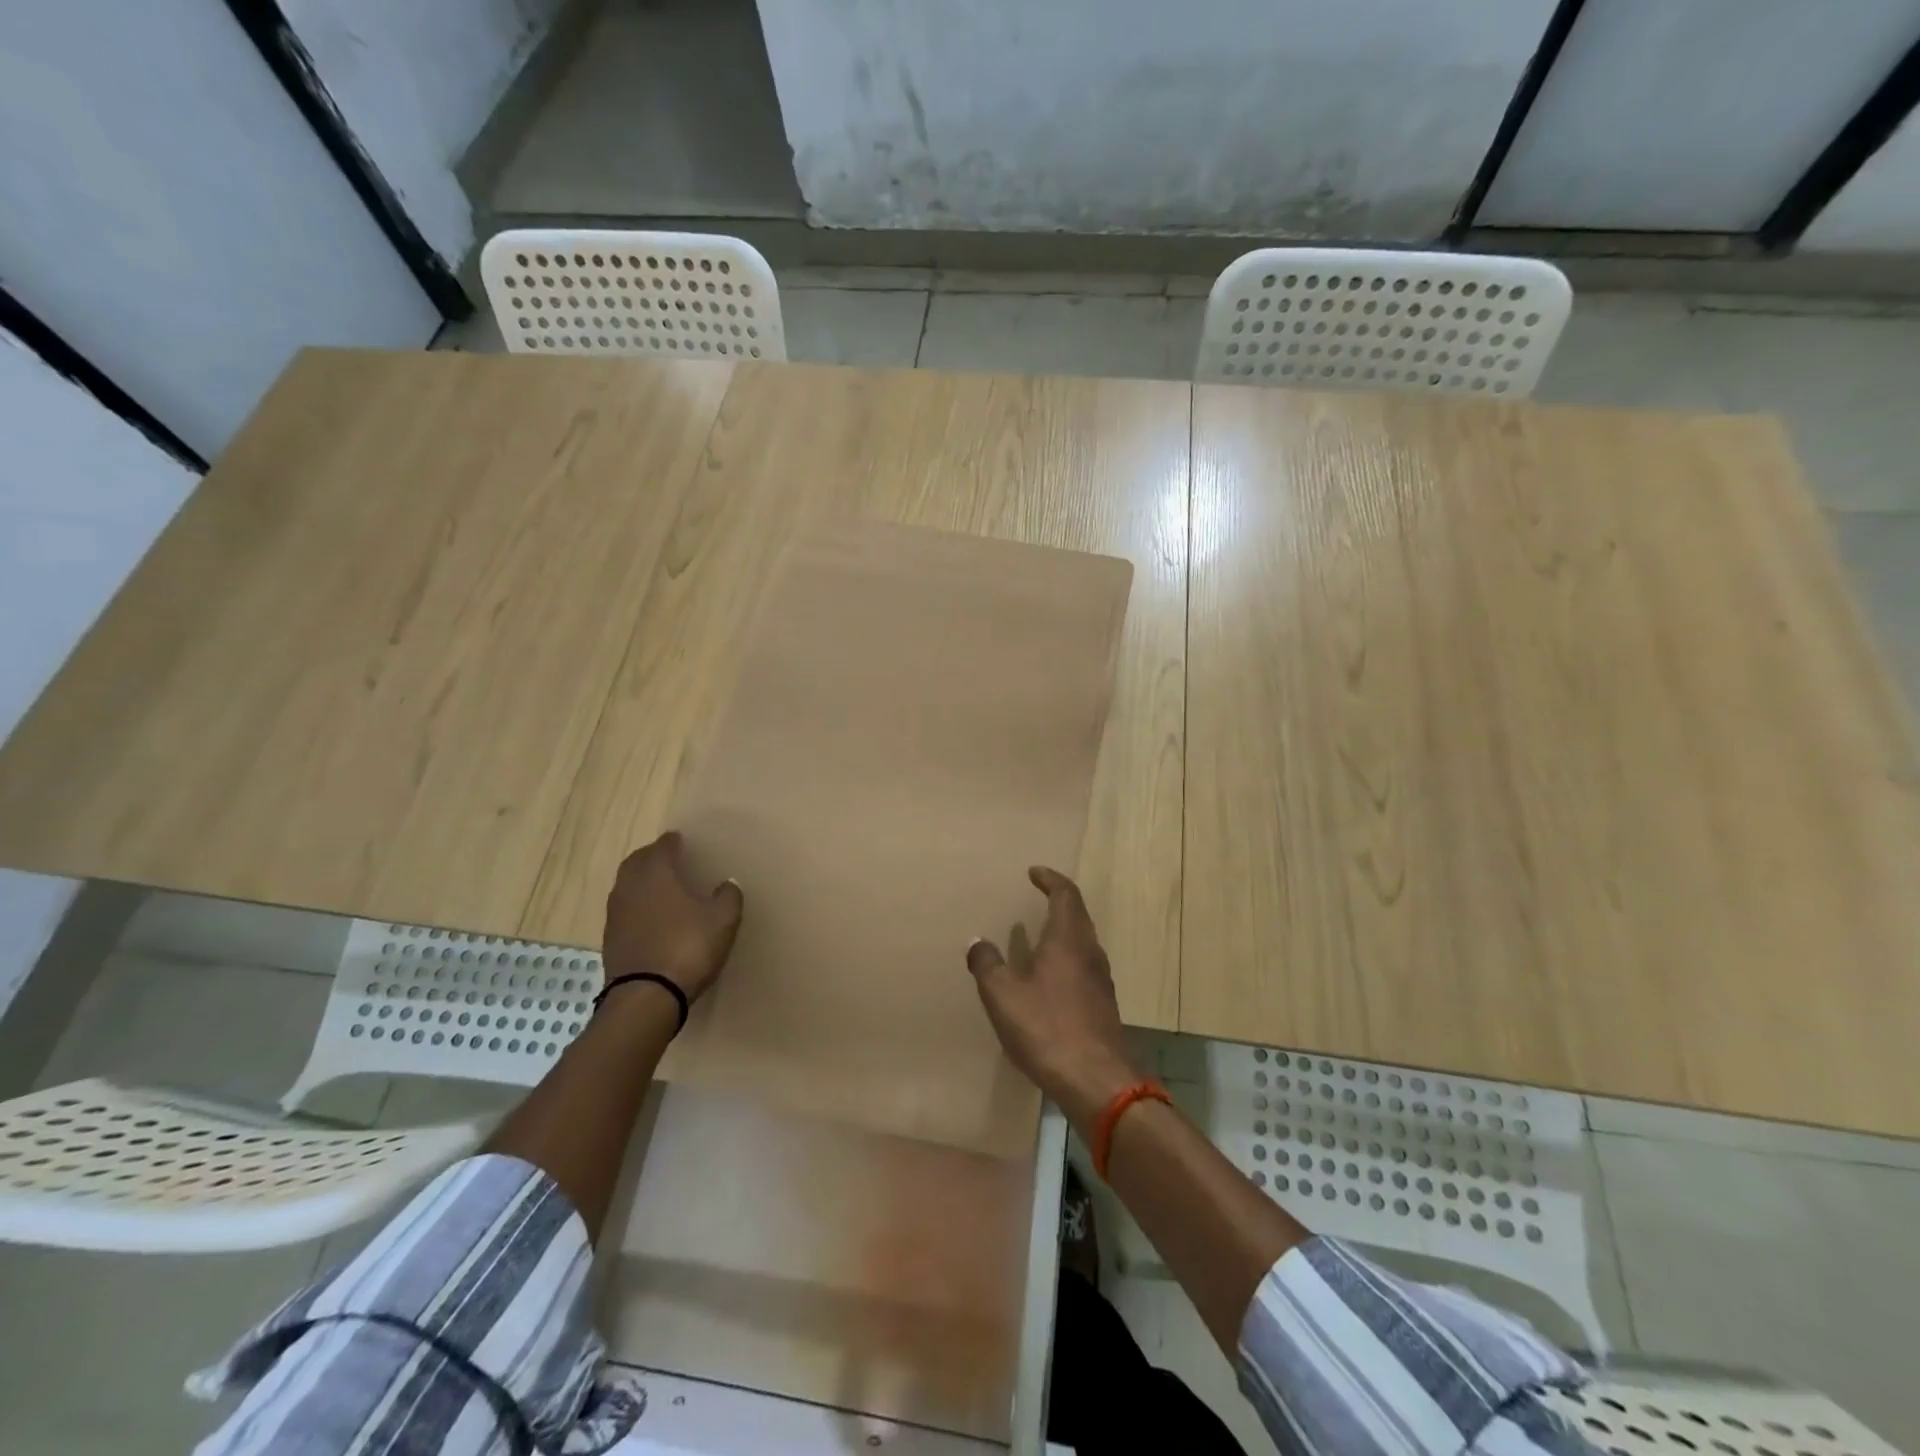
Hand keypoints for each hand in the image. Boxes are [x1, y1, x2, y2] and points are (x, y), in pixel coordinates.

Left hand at [603, 832, 743, 1004]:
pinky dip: (635, 906)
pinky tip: (650, 917)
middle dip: (651, 857)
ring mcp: (616, 914)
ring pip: (626, 886)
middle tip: (668, 859)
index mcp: (657, 874)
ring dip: (640, 881)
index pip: (661, 847)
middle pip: (636, 862)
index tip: (680, 841)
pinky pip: (623, 910)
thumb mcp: (723, 921)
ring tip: (659, 887)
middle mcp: (631, 887)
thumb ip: (728, 896)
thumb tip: (727, 883)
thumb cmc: (688, 948)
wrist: (646, 997)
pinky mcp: (610, 939)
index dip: (672, 842)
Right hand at [965, 867, 1141, 1133]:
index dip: (1051, 880)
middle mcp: (1090, 953)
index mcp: (1068, 940)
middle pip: (1078, 916)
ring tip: (1038, 938)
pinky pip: (1083, 969)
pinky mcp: (1103, 1006)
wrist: (1097, 1081)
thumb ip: (987, 965)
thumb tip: (977, 942)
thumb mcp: (1003, 995)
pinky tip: (1049, 981)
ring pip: (1083, 944)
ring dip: (1063, 933)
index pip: (1065, 895)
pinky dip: (1066, 961)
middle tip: (1037, 899)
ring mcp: (1101, 981)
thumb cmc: (1047, 1028)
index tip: (1035, 872)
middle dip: (1058, 903)